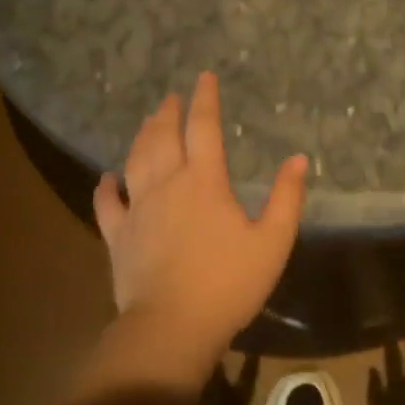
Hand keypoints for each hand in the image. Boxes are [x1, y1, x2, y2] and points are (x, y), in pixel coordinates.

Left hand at [93, 72, 306, 367]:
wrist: (173, 326)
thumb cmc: (229, 283)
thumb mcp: (273, 242)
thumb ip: (287, 198)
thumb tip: (298, 159)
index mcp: (204, 182)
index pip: (203, 129)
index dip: (205, 100)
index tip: (204, 77)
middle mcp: (167, 186)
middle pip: (163, 138)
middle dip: (168, 113)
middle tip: (171, 97)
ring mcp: (137, 210)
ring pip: (135, 161)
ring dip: (142, 137)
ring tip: (148, 122)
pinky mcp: (118, 237)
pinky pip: (107, 204)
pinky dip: (106, 186)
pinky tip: (107, 177)